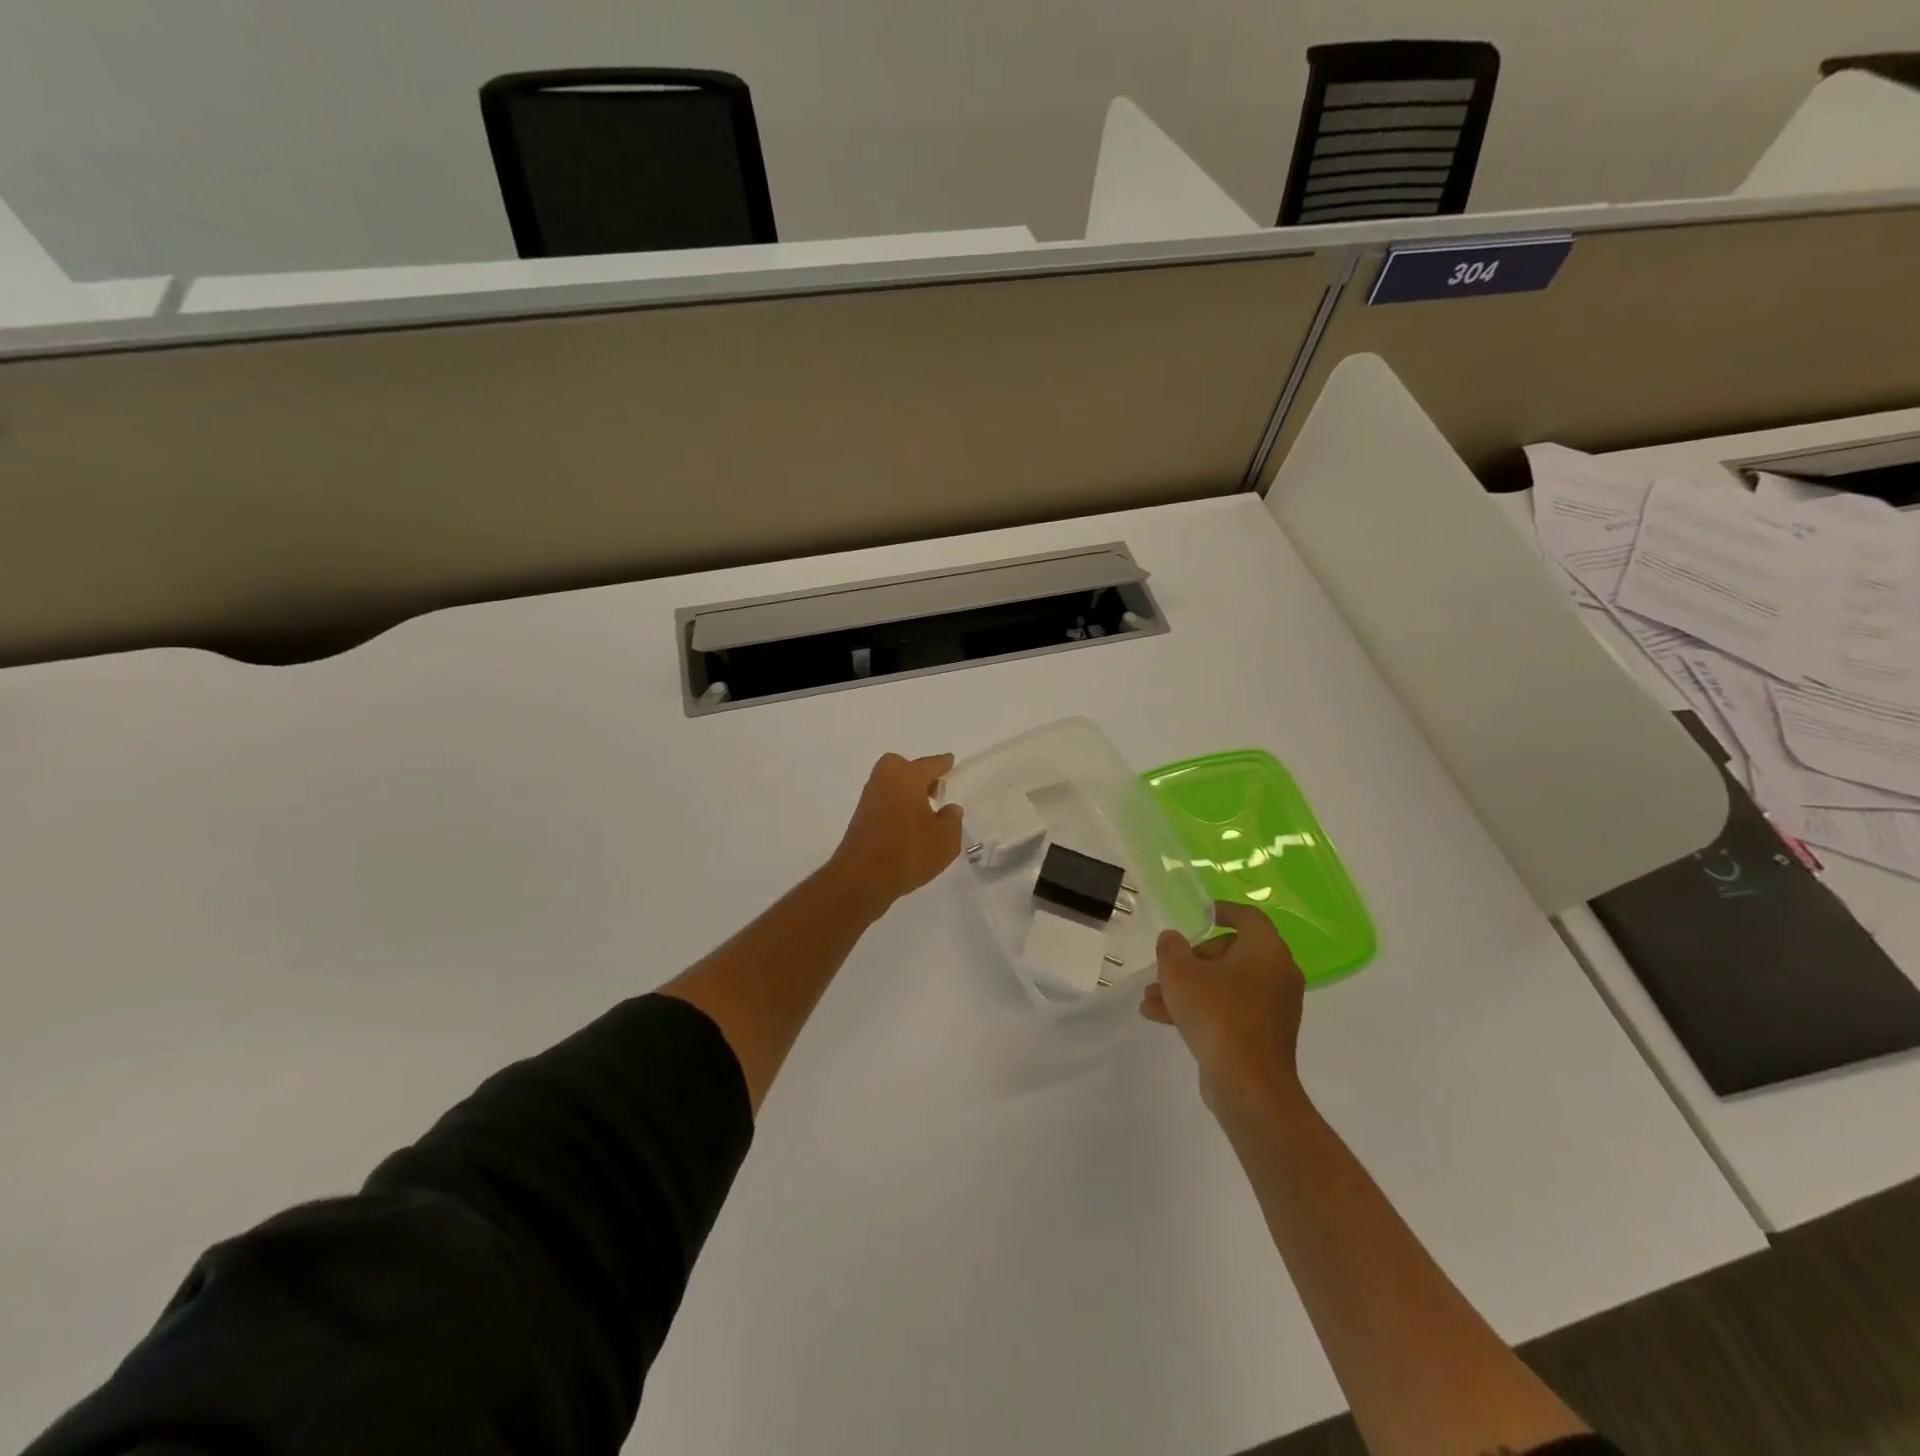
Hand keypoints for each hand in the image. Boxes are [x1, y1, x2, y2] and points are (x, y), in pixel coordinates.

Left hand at [828, 753, 964, 915]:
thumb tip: (949, 809)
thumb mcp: (945, 839)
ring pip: (890, 786)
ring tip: (925, 813)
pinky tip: (908, 828)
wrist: (862, 879)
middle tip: (934, 791)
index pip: (929, 764)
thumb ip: (952, 820)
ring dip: (906, 793)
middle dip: (917, 774)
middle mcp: (884, 782)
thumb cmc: (909, 852)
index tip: (950, 760)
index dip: (942, 763)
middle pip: (901, 767)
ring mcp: (869, 800)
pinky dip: (896, 808)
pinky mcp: (860, 820)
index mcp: (907, 777)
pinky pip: (884, 804)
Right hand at [1141, 902, 1307, 1119]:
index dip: (1222, 911)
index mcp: (1266, 950)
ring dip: (1188, 988)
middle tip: (1165, 969)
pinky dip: (1202, 1009)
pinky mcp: (1264, 1035)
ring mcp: (1273, 1007)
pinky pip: (1230, 1010)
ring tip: (1151, 999)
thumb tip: (1174, 940)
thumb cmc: (1216, 1014)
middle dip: (1191, 960)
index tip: (1200, 915)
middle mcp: (1277, 974)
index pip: (1247, 917)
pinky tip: (1162, 1018)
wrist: (1247, 1084)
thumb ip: (1171, 947)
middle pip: (1231, 953)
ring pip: (1225, 985)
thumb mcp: (1179, 972)